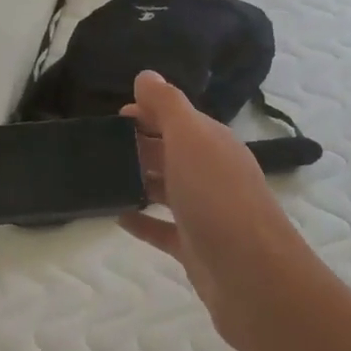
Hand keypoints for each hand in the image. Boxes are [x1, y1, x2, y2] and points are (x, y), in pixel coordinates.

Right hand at [122, 71, 312, 350]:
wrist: (252, 275)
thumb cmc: (218, 198)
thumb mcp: (191, 140)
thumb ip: (168, 106)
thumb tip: (146, 75)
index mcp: (213, 144)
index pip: (179, 118)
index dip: (150, 112)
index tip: (114, 115)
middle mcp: (211, 174)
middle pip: (172, 152)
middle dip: (140, 146)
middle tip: (99, 147)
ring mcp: (204, 213)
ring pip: (168, 190)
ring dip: (140, 181)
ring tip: (101, 178)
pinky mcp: (195, 248)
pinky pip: (163, 230)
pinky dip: (143, 222)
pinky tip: (117, 218)